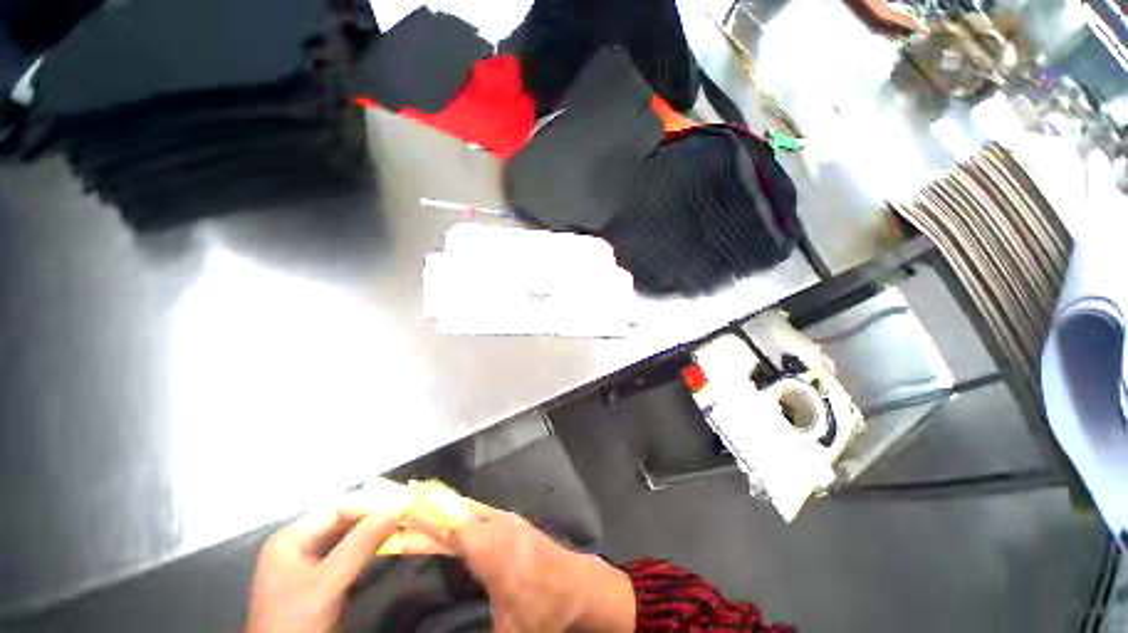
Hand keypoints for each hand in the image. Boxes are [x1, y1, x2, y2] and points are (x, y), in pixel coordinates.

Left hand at [245, 491, 403, 632]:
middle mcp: (300, 544)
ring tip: (404, 524)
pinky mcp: (322, 579)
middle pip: (343, 520)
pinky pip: (350, 554)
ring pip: (349, 536)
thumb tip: (396, 507)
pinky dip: (370, 548)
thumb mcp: (328, 583)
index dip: (370, 502)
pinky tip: (390, 544)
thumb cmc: (296, 621)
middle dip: (375, 516)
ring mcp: (310, 563)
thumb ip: (360, 544)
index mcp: (292, 537)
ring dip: (376, 531)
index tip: (402, 501)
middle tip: (407, 511)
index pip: (337, 507)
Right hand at [405, 498, 635, 632]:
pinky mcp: (511, 524)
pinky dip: (455, 515)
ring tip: (411, 512)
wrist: (581, 589)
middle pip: (454, 513)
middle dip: (425, 511)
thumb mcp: (506, 629)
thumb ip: (472, 626)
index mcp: (493, 549)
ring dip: (439, 511)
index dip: (423, 515)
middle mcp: (498, 526)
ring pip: (465, 510)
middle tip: (395, 508)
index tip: (397, 504)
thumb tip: (440, 632)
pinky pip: (476, 515)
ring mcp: (506, 521)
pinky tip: (444, 522)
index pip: (450, 526)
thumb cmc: (544, 611)